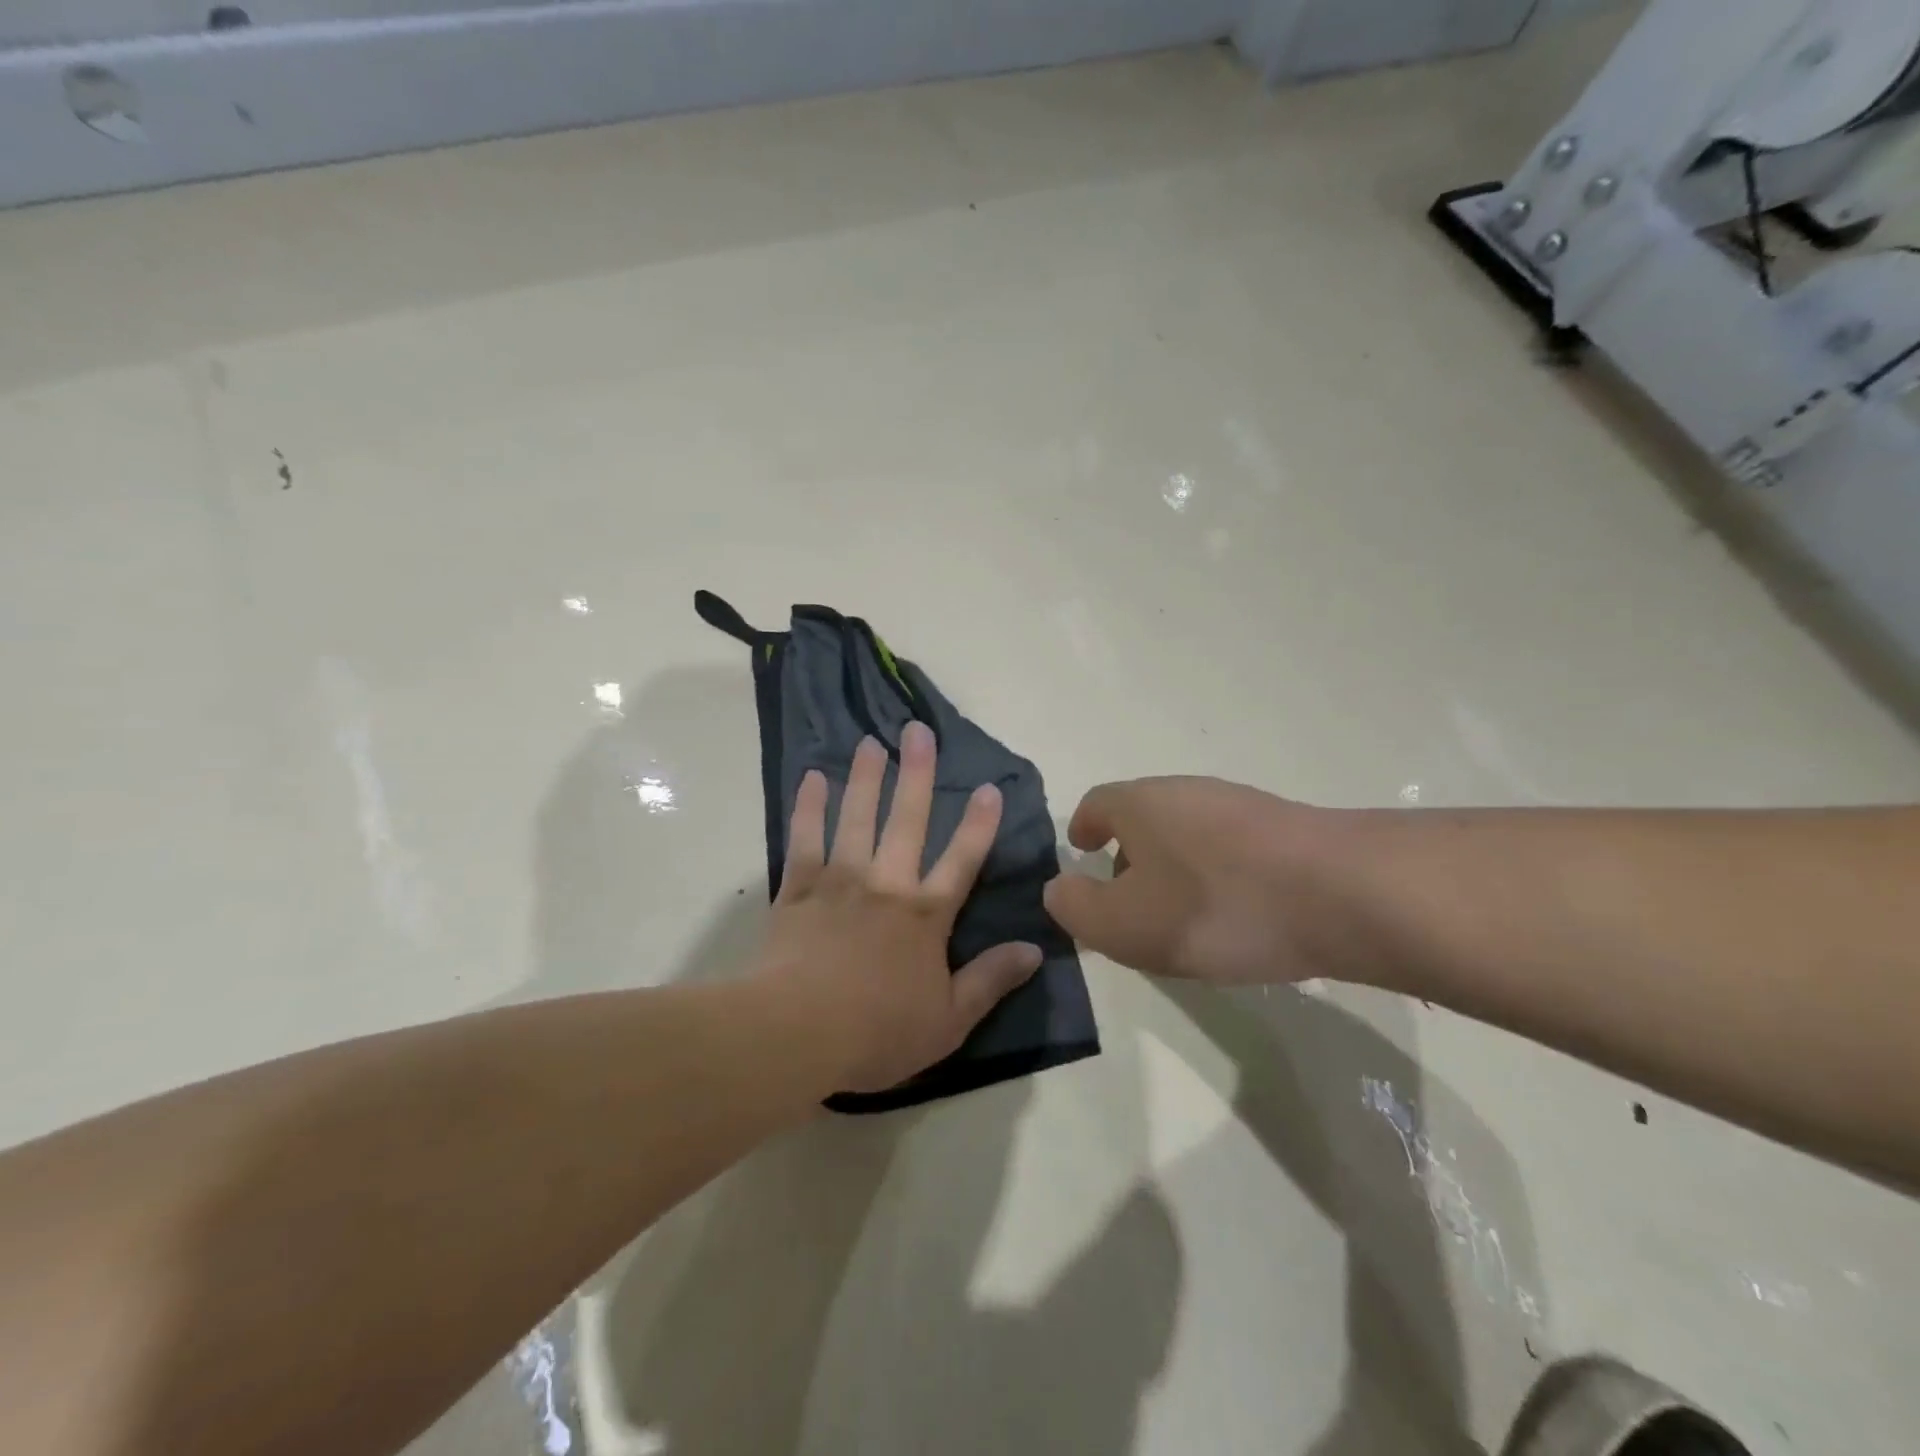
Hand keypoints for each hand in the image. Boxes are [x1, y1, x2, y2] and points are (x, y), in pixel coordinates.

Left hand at [761, 723, 1041, 1095]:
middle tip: (918, 731)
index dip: (979, 825)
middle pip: (907, 821)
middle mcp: (886, 886)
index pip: (962, 862)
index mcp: (925, 916)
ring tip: (871, 742)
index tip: (990, 787)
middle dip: (917, 775)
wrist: (796, 1033)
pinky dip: (808, 808)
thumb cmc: (878, 1032)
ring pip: (856, 819)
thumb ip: (991, 981)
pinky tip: (811, 778)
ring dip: (866, 779)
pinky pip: (805, 840)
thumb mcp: (950, 1021)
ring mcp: (839, 882)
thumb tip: (1035, 949)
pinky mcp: (798, 890)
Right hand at [1043, 777, 1328, 984]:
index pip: (1095, 804)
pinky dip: (1214, 876)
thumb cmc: (1215, 907)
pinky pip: (1229, 849)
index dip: (1082, 829)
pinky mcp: (1284, 829)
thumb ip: (1077, 908)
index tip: (1080, 854)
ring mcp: (1239, 806)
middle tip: (1126, 902)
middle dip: (1127, 855)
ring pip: (1187, 833)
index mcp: (1140, 803)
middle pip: (1142, 816)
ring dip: (1172, 868)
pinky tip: (1233, 916)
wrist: (1343, 894)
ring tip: (1179, 918)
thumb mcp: (1124, 925)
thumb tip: (1059, 889)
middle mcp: (1186, 791)